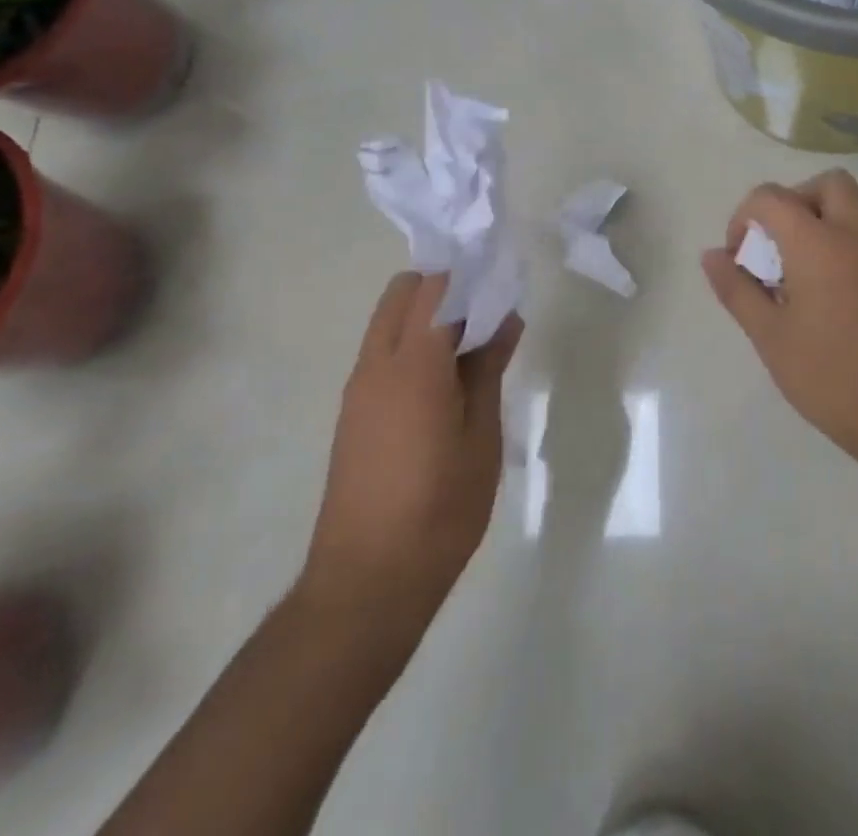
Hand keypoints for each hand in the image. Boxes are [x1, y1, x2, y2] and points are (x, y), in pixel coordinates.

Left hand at [299, 273, 519, 614]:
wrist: (366, 584)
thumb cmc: (439, 510)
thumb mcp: (481, 437)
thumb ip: (488, 369)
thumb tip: (505, 319)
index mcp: (413, 364)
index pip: (437, 287)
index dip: (472, 275)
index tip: (505, 281)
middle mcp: (376, 364)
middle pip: (404, 292)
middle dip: (446, 286)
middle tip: (488, 312)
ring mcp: (358, 388)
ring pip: (390, 320)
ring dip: (428, 315)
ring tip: (473, 346)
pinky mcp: (352, 412)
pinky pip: (383, 351)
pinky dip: (413, 343)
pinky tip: (446, 380)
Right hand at [702, 169, 857, 464]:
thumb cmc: (829, 374)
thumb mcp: (769, 336)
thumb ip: (736, 290)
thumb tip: (711, 255)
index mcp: (816, 242)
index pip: (771, 197)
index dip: (743, 219)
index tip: (738, 259)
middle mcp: (851, 235)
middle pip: (825, 184)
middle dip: (791, 202)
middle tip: (772, 245)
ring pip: (847, 206)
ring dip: (815, 219)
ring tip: (790, 268)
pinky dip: (833, 241)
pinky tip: (814, 289)